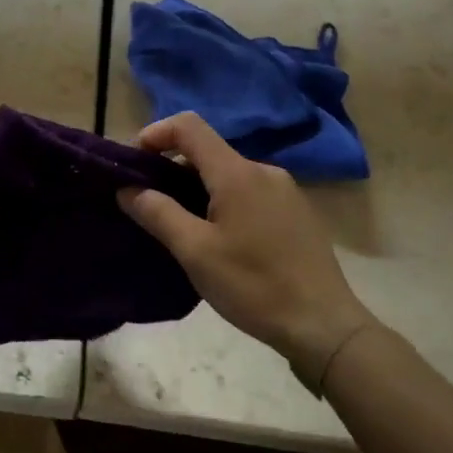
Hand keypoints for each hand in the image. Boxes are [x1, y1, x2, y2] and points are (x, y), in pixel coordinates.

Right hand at [118, 112, 375, 393]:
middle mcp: (263, 170)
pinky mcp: (296, 212)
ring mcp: (285, 191)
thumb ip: (157, 213)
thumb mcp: (195, 252)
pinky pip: (248, 192)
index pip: (188, 126)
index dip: (154, 134)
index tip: (133, 164)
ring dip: (196, 188)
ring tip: (180, 226)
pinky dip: (222, 202)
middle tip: (148, 203)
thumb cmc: (254, 286)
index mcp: (237, 173)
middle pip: (207, 151)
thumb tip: (127, 189)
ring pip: (227, 174)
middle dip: (171, 168)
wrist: (324, 326)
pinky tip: (219, 239)